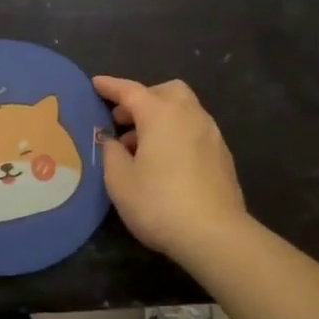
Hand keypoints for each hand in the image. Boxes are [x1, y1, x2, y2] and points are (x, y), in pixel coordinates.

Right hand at [93, 76, 249, 262]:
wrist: (215, 234)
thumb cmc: (159, 203)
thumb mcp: (120, 181)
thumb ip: (112, 153)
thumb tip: (112, 141)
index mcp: (161, 114)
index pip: (131, 91)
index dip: (111, 86)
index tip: (96, 84)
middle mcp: (189, 115)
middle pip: (166, 92)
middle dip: (144, 99)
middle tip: (123, 119)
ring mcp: (211, 134)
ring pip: (184, 111)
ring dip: (161, 118)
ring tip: (140, 147)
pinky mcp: (222, 156)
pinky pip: (194, 131)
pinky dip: (177, 134)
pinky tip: (166, 162)